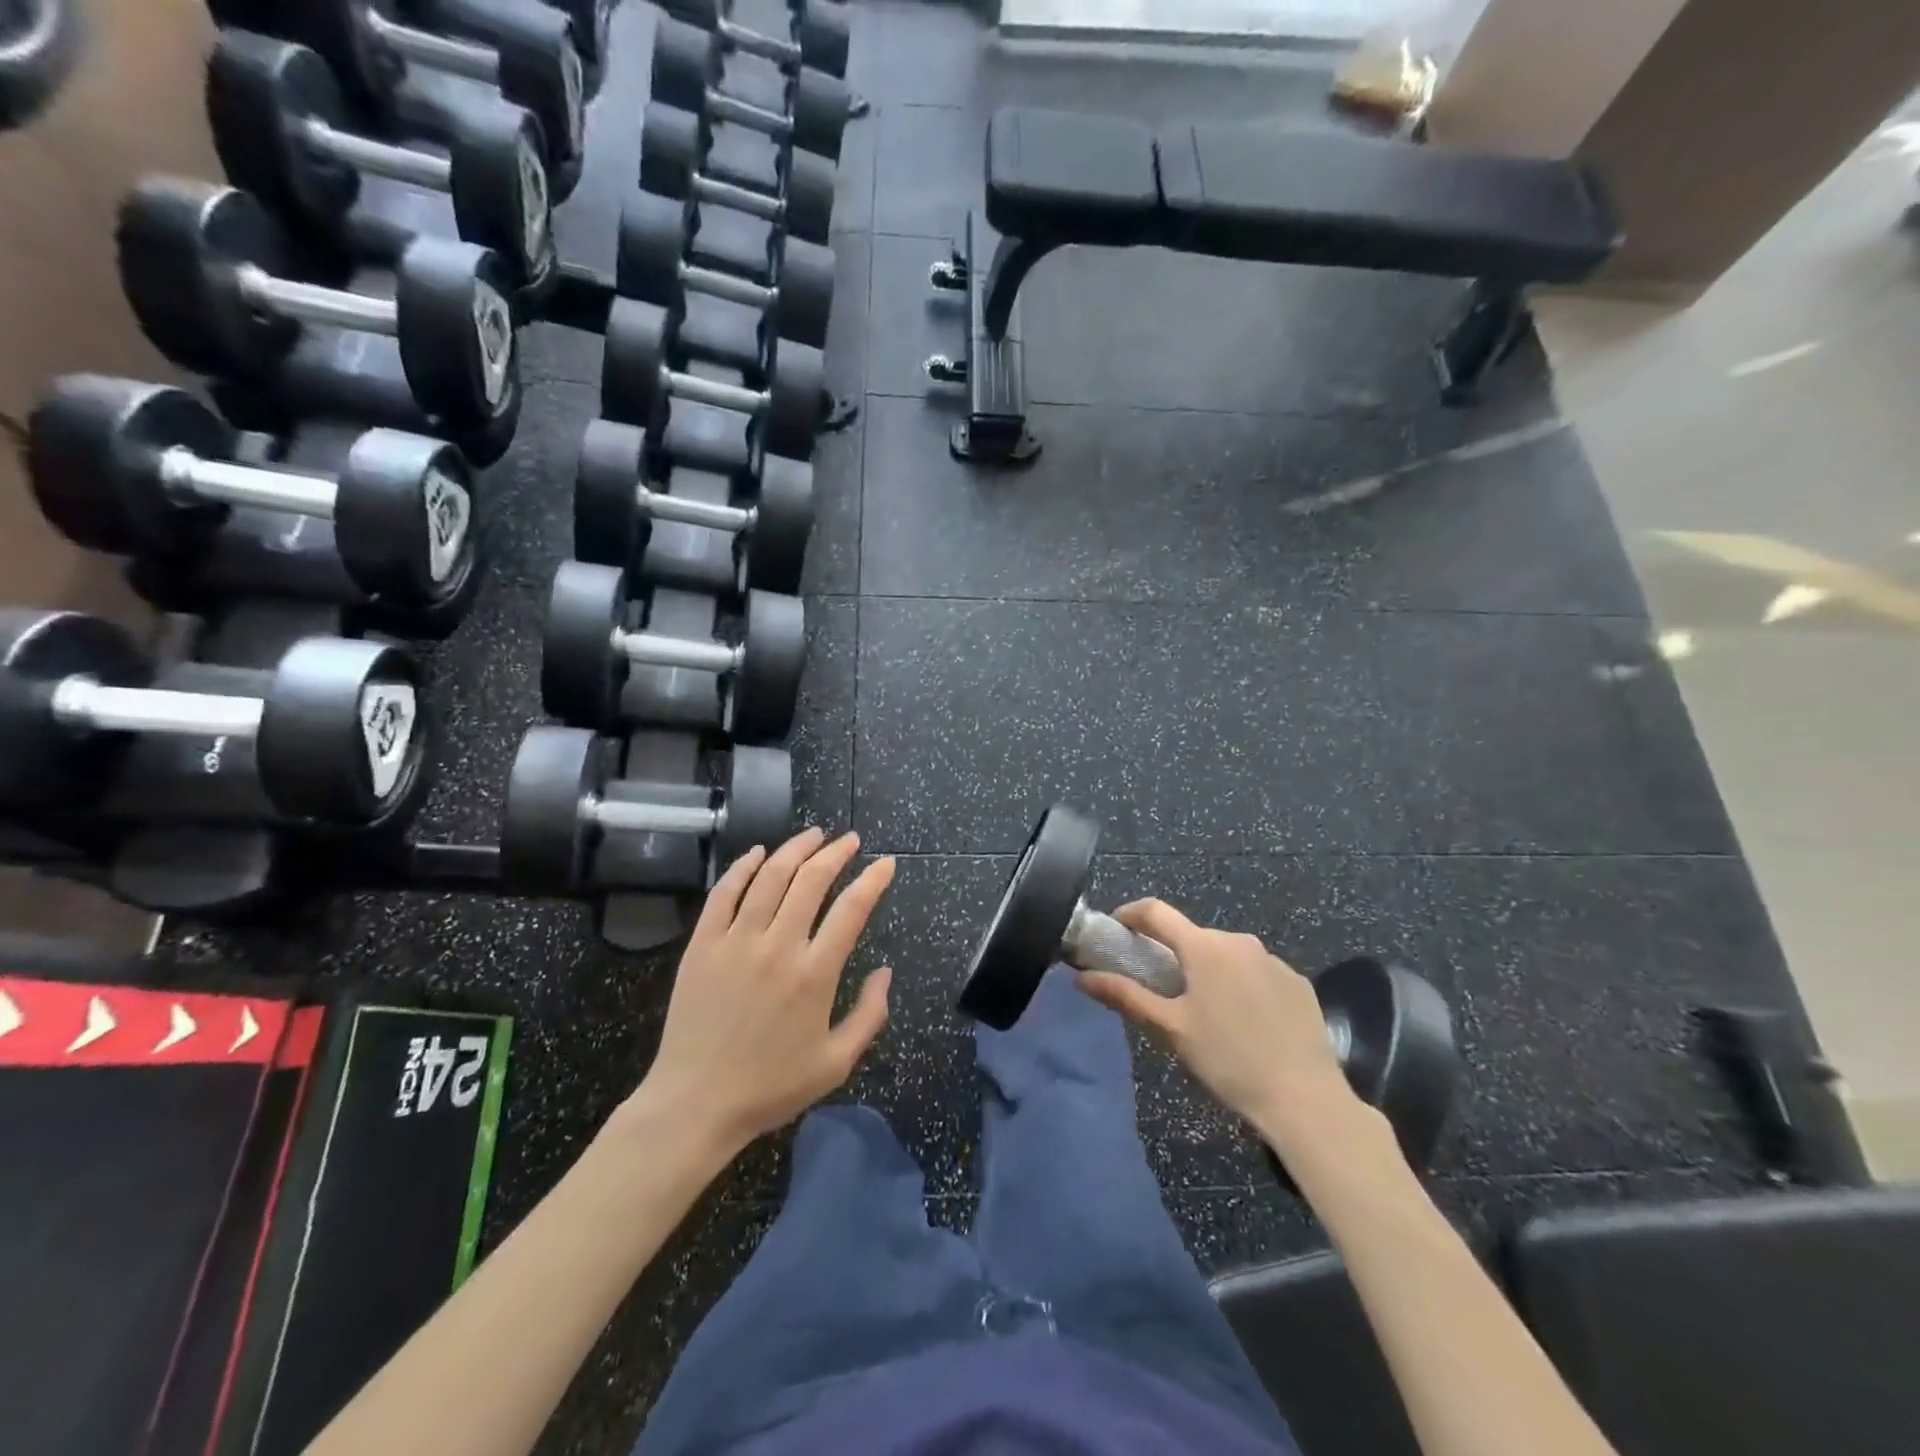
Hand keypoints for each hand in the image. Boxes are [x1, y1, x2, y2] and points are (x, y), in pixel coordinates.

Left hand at [629, 828, 894, 1155]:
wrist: (695, 1104)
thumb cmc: (770, 1087)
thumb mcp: (836, 1063)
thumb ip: (870, 1015)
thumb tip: (885, 972)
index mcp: (814, 974)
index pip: (851, 910)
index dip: (873, 880)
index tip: (886, 863)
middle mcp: (777, 946)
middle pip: (811, 881)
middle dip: (836, 853)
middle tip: (849, 841)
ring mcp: (736, 941)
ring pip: (770, 877)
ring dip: (795, 849)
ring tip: (813, 835)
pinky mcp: (702, 945)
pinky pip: (724, 893)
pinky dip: (742, 867)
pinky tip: (757, 853)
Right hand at [1078, 899, 1375, 1158]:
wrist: (1305, 1100)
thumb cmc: (1227, 1060)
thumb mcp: (1169, 1029)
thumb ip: (1125, 996)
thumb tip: (1081, 977)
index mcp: (1204, 946)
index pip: (1156, 911)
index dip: (1130, 915)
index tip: (1115, 930)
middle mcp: (1239, 941)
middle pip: (1192, 936)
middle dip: (1171, 953)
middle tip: (1158, 987)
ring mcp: (1274, 960)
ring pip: (1226, 955)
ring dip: (1207, 970)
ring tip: (1203, 1011)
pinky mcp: (1298, 983)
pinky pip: (1257, 972)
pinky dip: (1240, 985)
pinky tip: (1244, 1023)